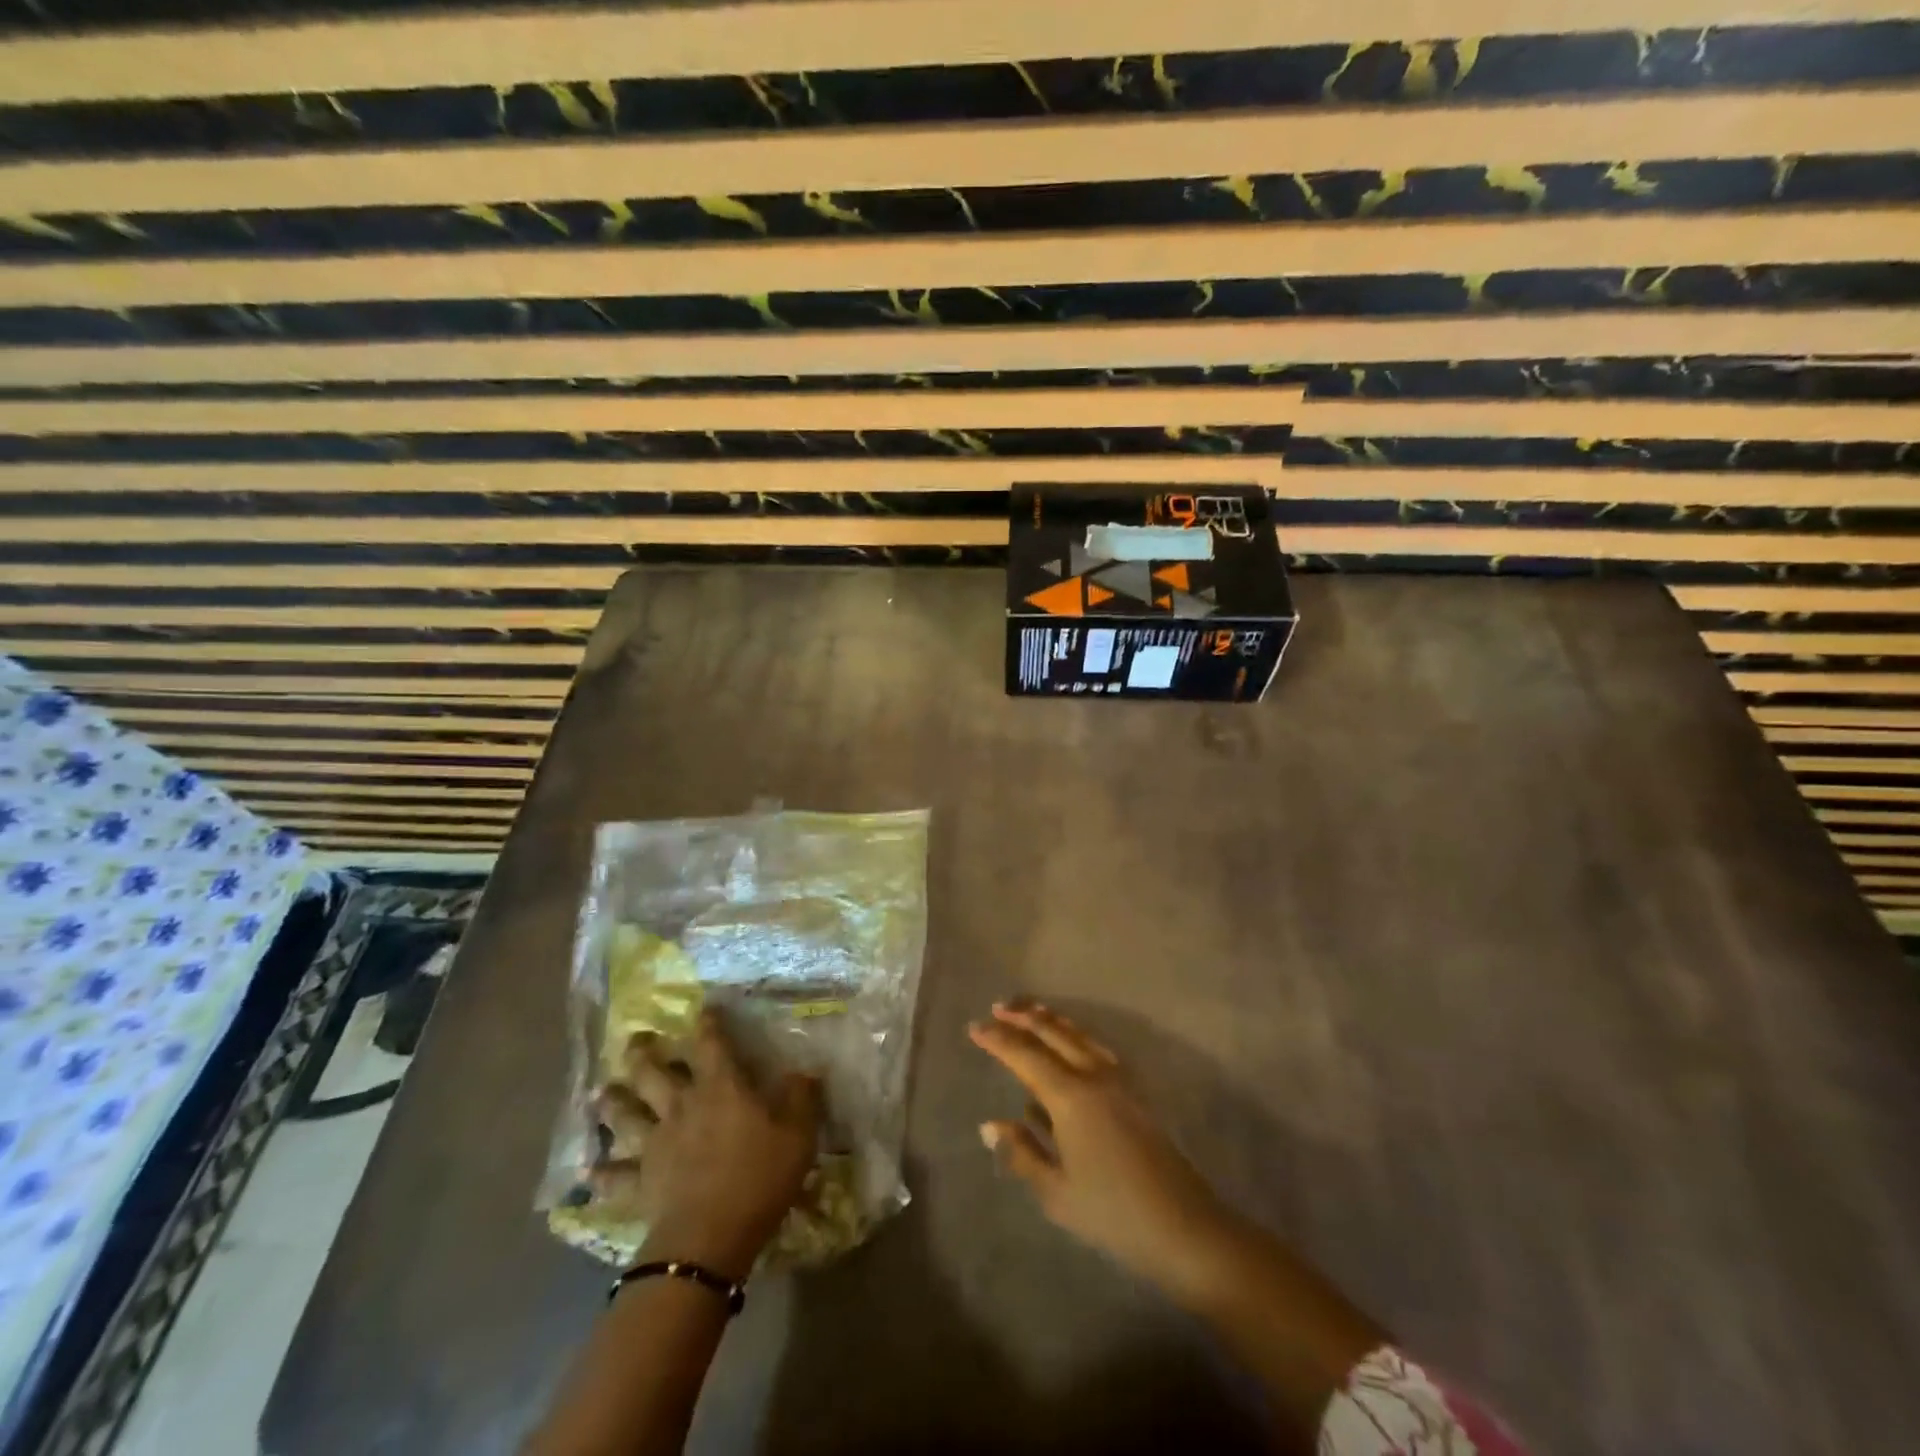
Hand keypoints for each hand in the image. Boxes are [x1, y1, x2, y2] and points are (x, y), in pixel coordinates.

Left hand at [592, 1009, 820, 1281]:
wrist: (710, 1236)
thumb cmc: (759, 1176)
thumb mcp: (798, 1133)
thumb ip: (801, 1097)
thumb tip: (806, 1069)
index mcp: (721, 1087)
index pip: (711, 1044)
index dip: (707, 1023)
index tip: (703, 1007)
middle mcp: (682, 1106)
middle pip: (654, 1073)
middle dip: (644, 1054)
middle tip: (634, 1041)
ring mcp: (656, 1144)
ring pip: (626, 1115)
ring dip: (613, 1102)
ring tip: (602, 1090)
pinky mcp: (640, 1182)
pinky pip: (616, 1176)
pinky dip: (602, 1173)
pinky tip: (588, 1171)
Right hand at [969, 1000, 1238, 1303]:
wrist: (1183, 1225)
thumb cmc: (1112, 1213)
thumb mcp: (1056, 1192)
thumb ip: (1021, 1153)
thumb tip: (990, 1124)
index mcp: (1070, 1096)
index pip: (1025, 1055)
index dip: (998, 1040)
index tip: (974, 1028)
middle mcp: (1094, 1076)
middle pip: (1054, 1033)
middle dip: (1024, 1017)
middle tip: (998, 1007)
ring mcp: (1118, 1080)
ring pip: (1078, 1036)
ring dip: (1051, 1021)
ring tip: (1030, 1010)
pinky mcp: (1134, 1091)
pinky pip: (1096, 1049)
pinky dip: (1075, 1037)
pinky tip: (1069, 1045)